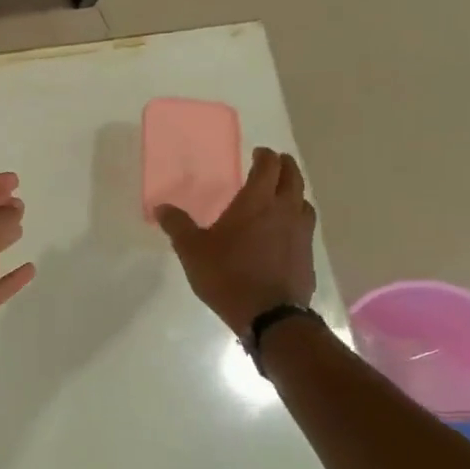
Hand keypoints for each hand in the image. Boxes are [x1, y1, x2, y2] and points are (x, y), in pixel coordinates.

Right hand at [158, 147, 315, 334]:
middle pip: (293, 178)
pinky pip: (305, 226)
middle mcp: (284, 211)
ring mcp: (301, 233)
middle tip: (275, 163)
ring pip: (303, 201)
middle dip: (285, 166)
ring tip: (283, 194)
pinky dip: (297, 218)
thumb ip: (177, 225)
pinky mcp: (307, 255)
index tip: (258, 153)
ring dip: (294, 192)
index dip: (265, 156)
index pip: (269, 167)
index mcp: (256, 202)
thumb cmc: (227, 275)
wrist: (269, 315)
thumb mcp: (192, 250)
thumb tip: (161, 207)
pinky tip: (285, 230)